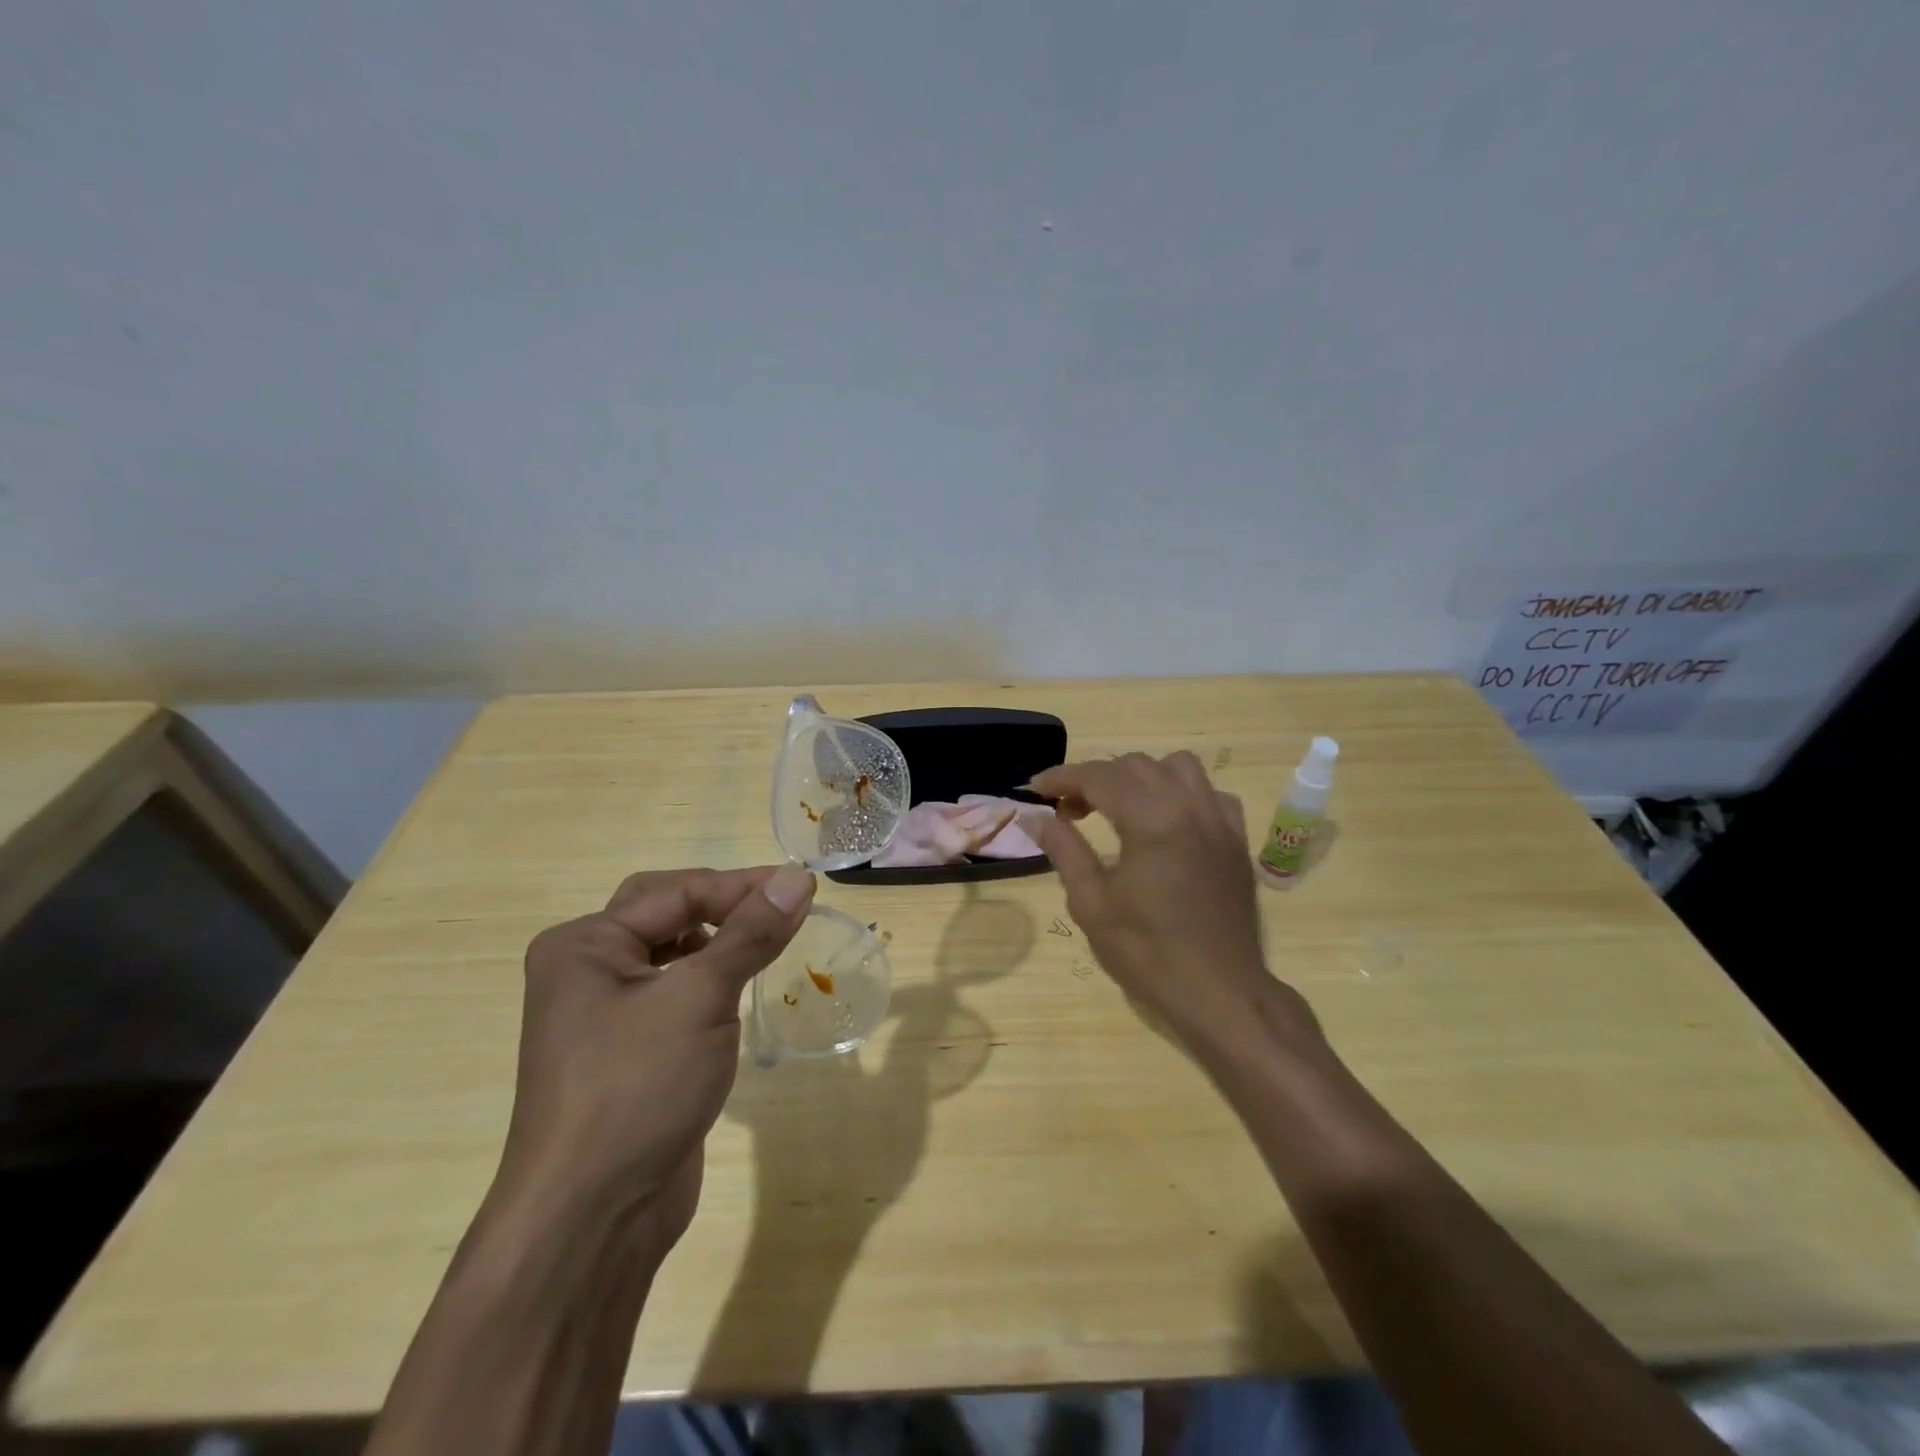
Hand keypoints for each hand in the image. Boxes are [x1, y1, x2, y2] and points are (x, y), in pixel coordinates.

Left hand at [494, 864, 815, 1251]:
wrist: (591, 1219)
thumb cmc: (638, 1088)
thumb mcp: (700, 998)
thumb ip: (750, 933)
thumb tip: (796, 877)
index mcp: (585, 945)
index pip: (676, 892)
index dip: (741, 886)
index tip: (803, 888)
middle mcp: (586, 970)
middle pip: (667, 912)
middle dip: (725, 905)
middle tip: (781, 909)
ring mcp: (603, 1014)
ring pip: (672, 953)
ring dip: (720, 941)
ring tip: (768, 943)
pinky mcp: (628, 1051)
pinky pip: (675, 993)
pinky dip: (710, 980)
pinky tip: (740, 991)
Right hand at [1033, 753, 1305, 1051]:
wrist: (1220, 992)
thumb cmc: (1148, 952)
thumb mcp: (1091, 904)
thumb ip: (1064, 850)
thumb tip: (1036, 817)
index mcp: (1152, 820)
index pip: (1099, 777)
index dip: (1062, 778)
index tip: (1035, 789)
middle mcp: (1189, 806)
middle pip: (1135, 765)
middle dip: (1095, 778)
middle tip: (1068, 810)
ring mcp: (1219, 820)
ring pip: (1177, 767)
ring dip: (1140, 776)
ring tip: (1118, 807)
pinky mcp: (1236, 839)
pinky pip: (1209, 793)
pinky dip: (1181, 794)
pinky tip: (1167, 822)